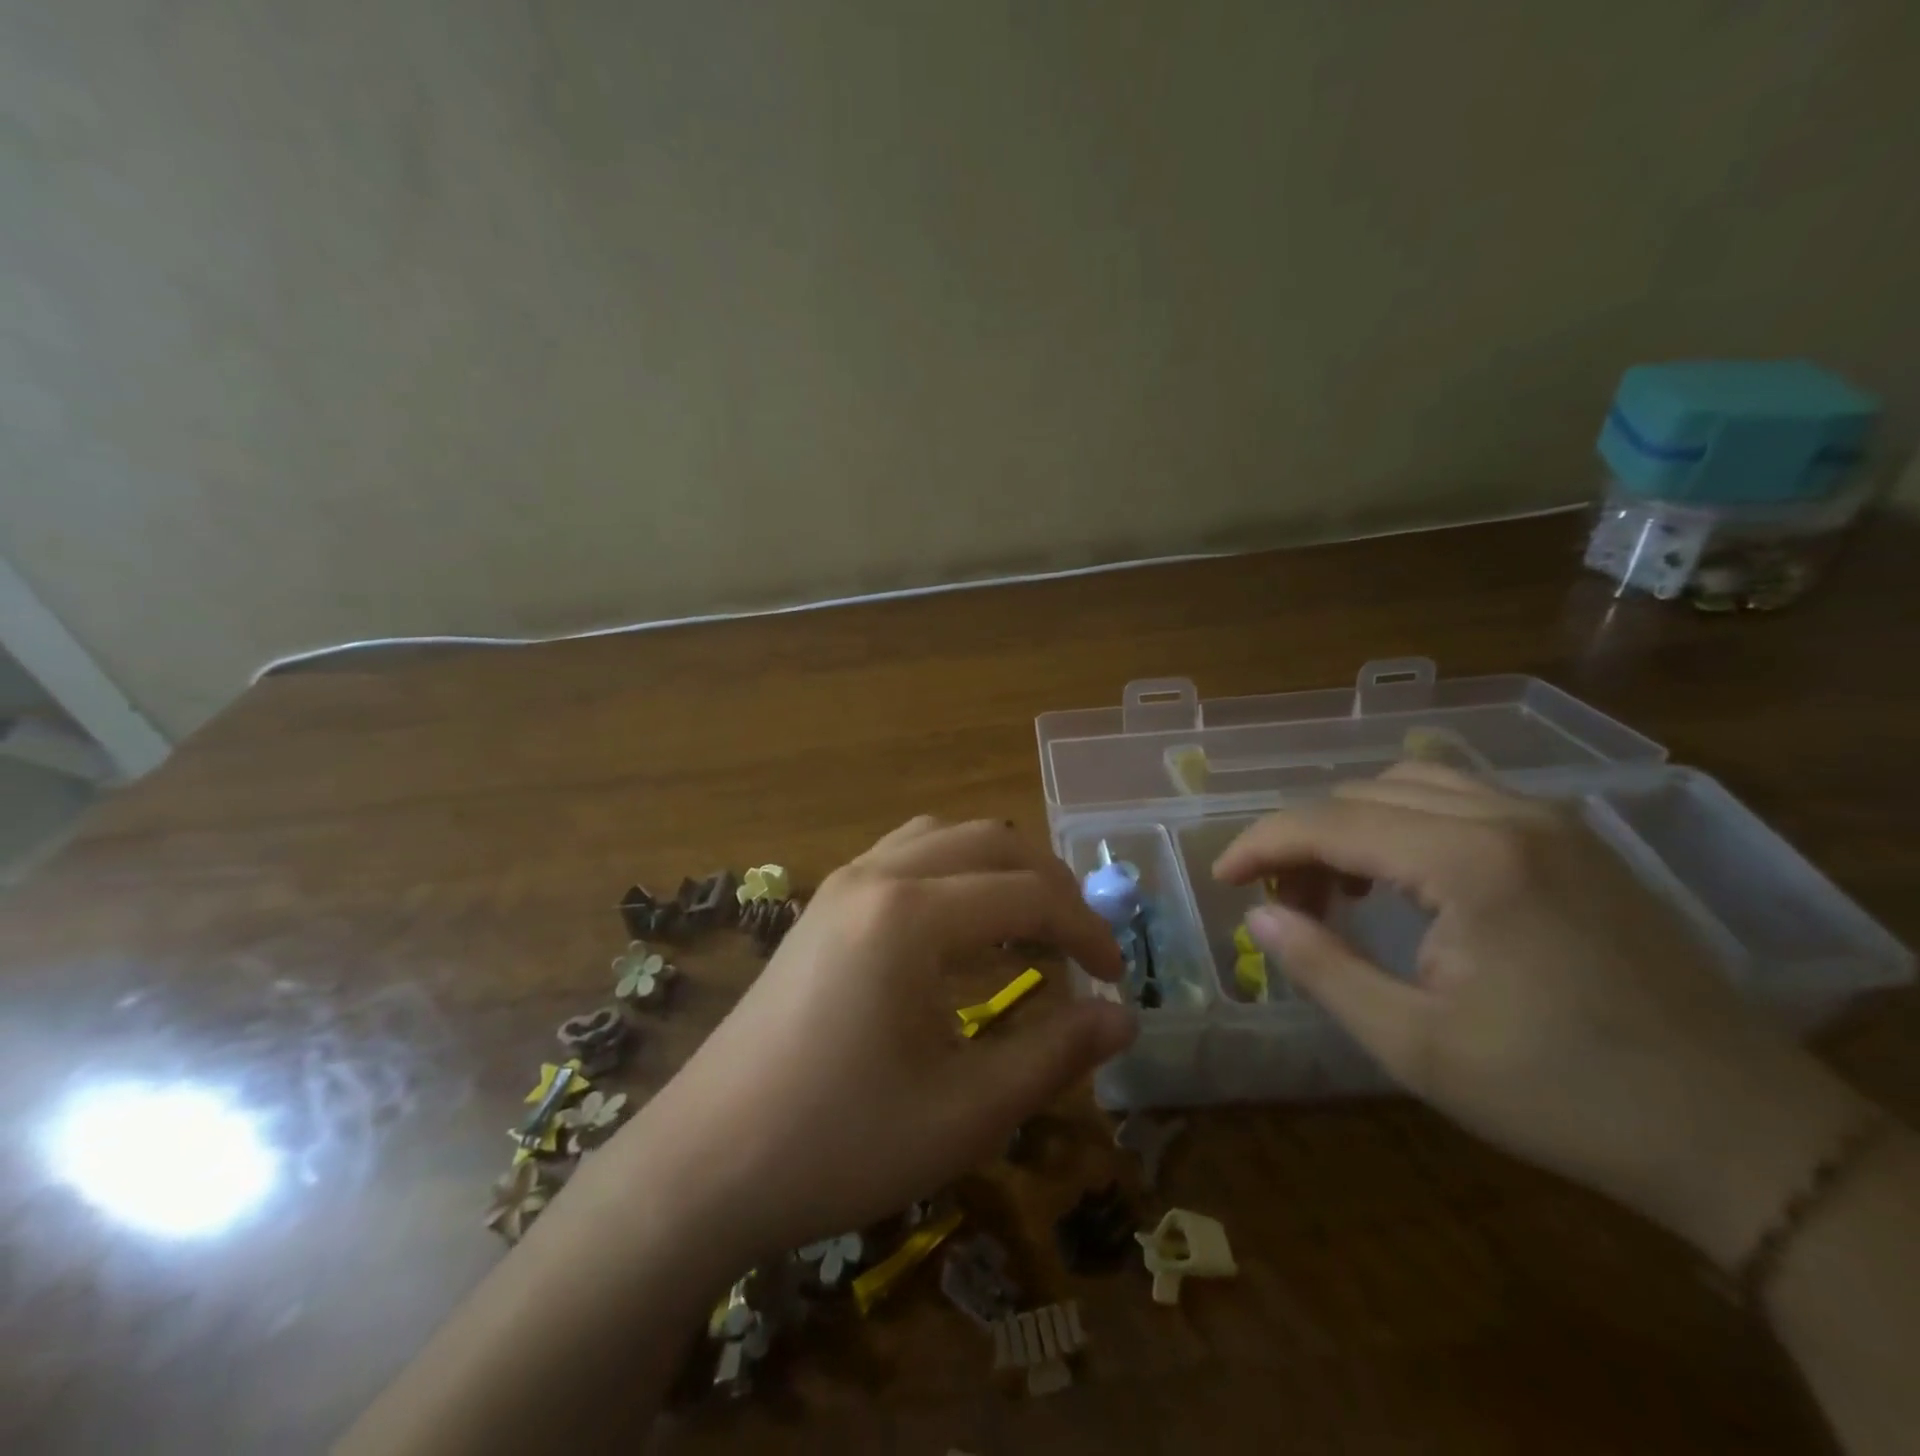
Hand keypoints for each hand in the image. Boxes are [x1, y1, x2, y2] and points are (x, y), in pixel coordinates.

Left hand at [615, 817, 1135, 1263]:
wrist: (705, 1164)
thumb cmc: (839, 1143)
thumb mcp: (964, 1112)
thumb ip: (1054, 1055)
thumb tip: (1123, 1018)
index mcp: (911, 915)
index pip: (1028, 895)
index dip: (1087, 931)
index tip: (1116, 981)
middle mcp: (877, 875)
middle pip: (990, 843)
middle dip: (1049, 886)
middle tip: (1081, 948)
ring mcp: (841, 883)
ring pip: (943, 838)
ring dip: (998, 870)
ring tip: (1027, 928)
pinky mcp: (821, 905)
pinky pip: (904, 856)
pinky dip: (952, 874)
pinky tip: (959, 930)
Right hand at [1216, 763, 1872, 1267]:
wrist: (1739, 1132)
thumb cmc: (1561, 1095)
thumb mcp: (1415, 1045)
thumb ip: (1322, 967)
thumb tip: (1258, 913)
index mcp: (1469, 862)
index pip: (1328, 822)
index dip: (1260, 844)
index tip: (1221, 879)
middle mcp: (1508, 816)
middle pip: (1361, 794)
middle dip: (1302, 840)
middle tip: (1283, 903)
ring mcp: (1549, 820)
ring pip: (1408, 783)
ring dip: (1351, 825)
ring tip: (1338, 891)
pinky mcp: (1573, 839)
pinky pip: (1459, 797)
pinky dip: (1404, 822)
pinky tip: (1402, 879)